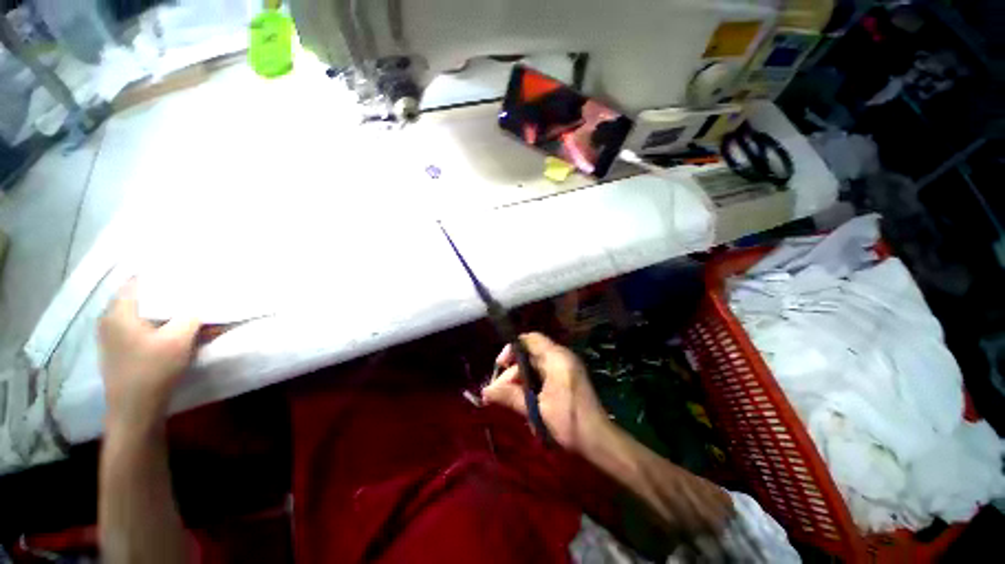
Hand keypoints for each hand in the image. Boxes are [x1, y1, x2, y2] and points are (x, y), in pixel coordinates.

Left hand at [99, 280, 200, 431]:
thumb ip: (191, 315)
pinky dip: (157, 323)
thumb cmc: (153, 369)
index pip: (139, 280)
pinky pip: (139, 326)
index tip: (186, 273)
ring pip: (141, 312)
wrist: (135, 409)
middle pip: (140, 296)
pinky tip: (174, 330)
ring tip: (187, 311)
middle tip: (192, 292)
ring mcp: (112, 335)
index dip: (162, 275)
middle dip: (167, 293)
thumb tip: (202, 300)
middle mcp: (110, 318)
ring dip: (164, 310)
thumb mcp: (180, 339)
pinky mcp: (119, 348)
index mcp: (119, 311)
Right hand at [482, 333, 607, 452]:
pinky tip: (524, 400)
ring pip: (535, 365)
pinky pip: (543, 373)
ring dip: (521, 379)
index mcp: (556, 358)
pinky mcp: (567, 378)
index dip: (512, 349)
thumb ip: (511, 396)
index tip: (500, 366)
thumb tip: (485, 391)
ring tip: (509, 399)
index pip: (530, 339)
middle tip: (498, 391)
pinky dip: (531, 383)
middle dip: (513, 371)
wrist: (599, 441)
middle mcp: (562, 357)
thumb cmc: (569, 423)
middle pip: (530, 354)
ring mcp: (566, 367)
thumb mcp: (537, 410)